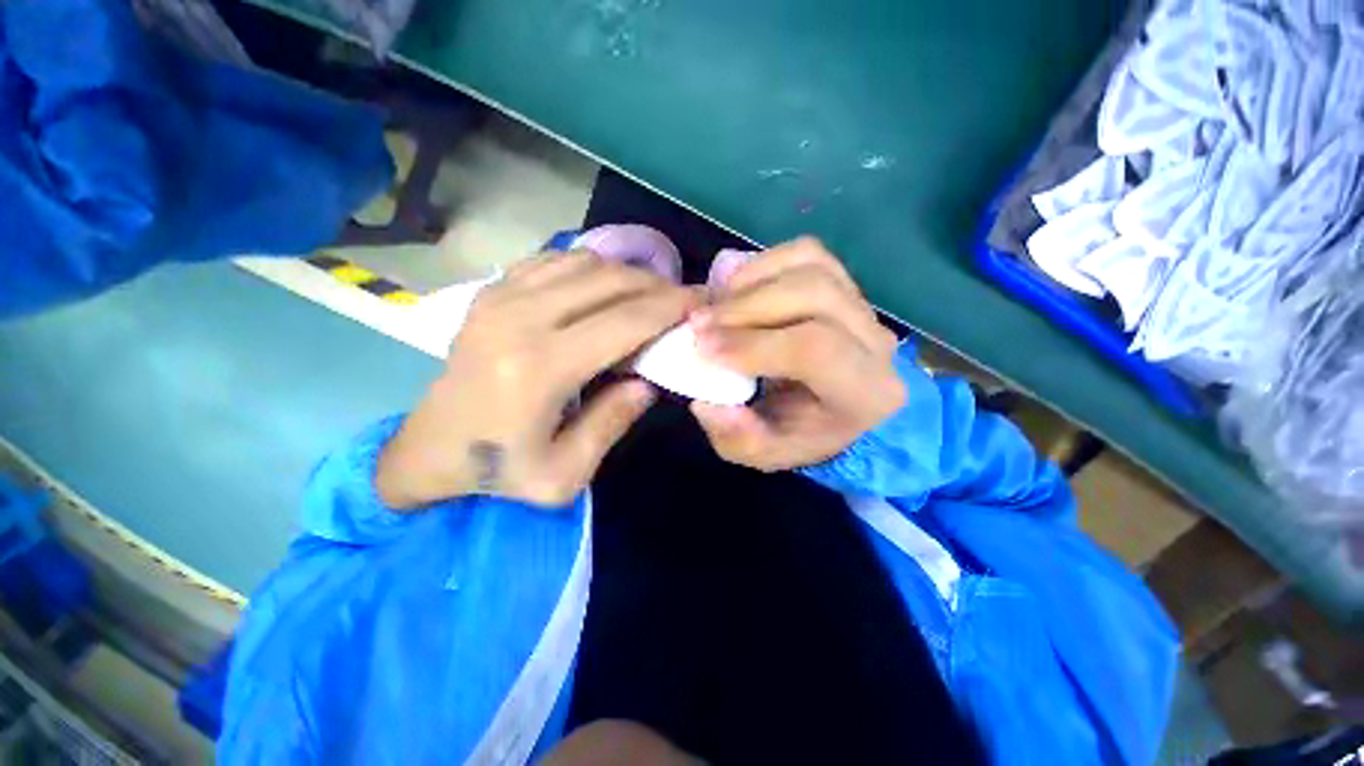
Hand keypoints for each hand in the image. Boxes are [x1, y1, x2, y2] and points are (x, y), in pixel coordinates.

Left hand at [376, 251, 697, 508]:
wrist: (430, 448)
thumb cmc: (500, 470)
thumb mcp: (566, 474)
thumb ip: (613, 422)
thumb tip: (648, 381)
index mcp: (541, 367)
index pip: (625, 320)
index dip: (671, 306)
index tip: (702, 301)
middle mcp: (520, 318)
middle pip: (609, 281)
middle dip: (657, 285)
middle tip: (682, 300)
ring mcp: (500, 296)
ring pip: (585, 262)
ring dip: (627, 274)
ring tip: (648, 297)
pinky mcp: (491, 290)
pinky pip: (555, 260)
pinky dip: (591, 268)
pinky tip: (604, 289)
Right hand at [688, 237, 904, 470]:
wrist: (831, 409)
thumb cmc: (800, 433)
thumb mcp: (765, 453)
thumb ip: (738, 438)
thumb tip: (707, 404)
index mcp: (866, 392)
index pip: (815, 350)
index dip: (752, 344)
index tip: (703, 348)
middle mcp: (875, 341)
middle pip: (814, 295)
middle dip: (745, 307)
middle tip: (698, 324)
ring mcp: (862, 304)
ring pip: (811, 268)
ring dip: (750, 283)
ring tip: (715, 305)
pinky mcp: (845, 282)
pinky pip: (807, 253)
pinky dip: (764, 263)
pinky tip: (737, 287)